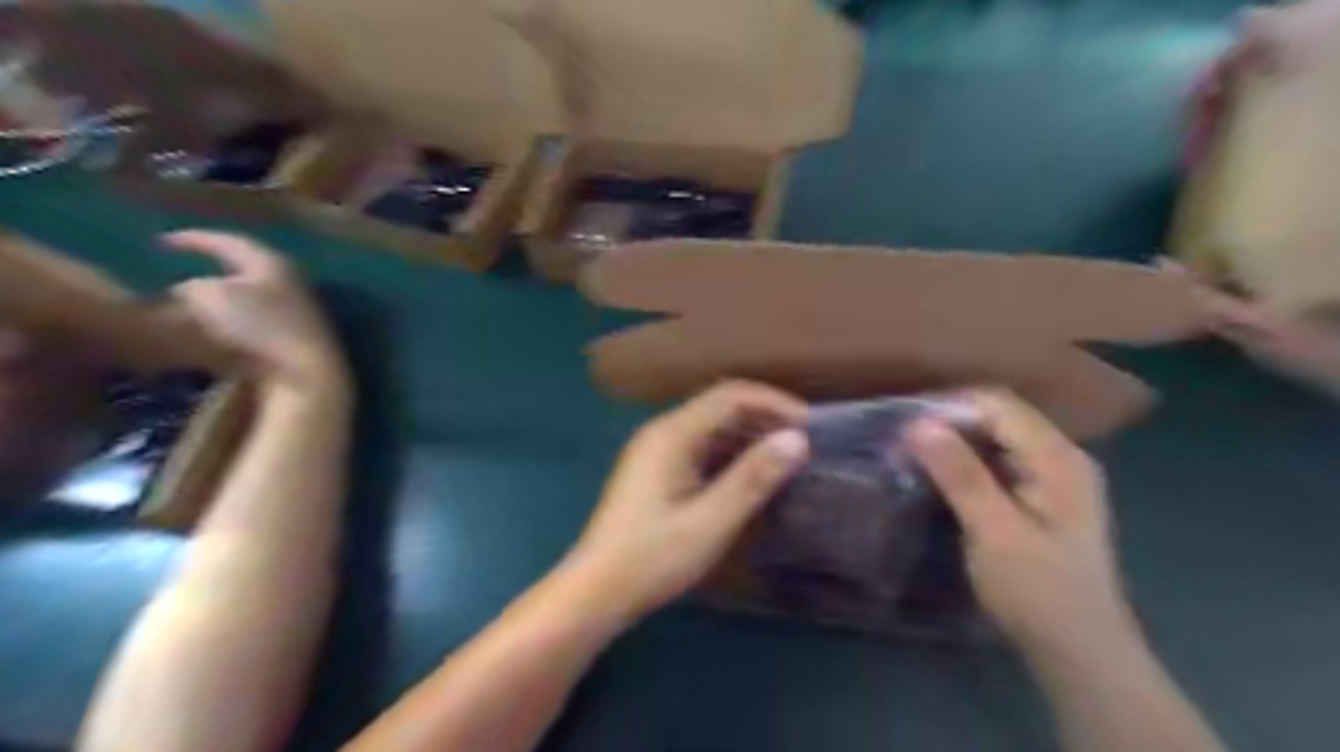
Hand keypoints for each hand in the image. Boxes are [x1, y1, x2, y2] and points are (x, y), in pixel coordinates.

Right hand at [166, 229, 340, 386]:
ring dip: (221, 302)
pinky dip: (232, 326)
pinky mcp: (296, 341)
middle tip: (178, 272)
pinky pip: (256, 326)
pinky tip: (212, 336)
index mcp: (273, 264)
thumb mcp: (210, 296)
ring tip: (187, 308)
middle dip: (212, 272)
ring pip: (251, 300)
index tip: (163, 240)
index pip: (231, 242)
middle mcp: (291, 283)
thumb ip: (192, 287)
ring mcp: (298, 314)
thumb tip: (190, 294)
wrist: (305, 372)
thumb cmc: (259, 325)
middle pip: (246, 271)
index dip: (195, 239)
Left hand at [562, 383, 805, 622]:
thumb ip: (753, 478)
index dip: (774, 402)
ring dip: (749, 438)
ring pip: (711, 429)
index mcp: (672, 434)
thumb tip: (797, 439)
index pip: (730, 395)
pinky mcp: (656, 473)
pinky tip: (751, 478)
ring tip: (786, 460)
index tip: (811, 426)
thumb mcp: (710, 521)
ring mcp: (656, 452)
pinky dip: (730, 456)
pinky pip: (700, 449)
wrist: (595, 591)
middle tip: (804, 444)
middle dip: (764, 418)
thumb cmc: (652, 557)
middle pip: (720, 407)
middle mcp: (662, 432)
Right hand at [905, 390, 1134, 661]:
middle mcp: (1059, 458)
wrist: (1080, 654)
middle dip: (947, 423)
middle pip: (998, 418)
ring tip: (910, 455)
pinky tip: (938, 478)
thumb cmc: (1039, 592)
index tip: (903, 421)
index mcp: (1057, 458)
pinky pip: (997, 464)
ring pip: (995, 441)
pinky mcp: (1039, 500)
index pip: (998, 404)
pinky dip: (965, 464)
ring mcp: (1051, 479)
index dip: (949, 405)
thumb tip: (919, 424)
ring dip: (953, 444)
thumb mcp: (994, 531)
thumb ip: (960, 474)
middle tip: (900, 441)